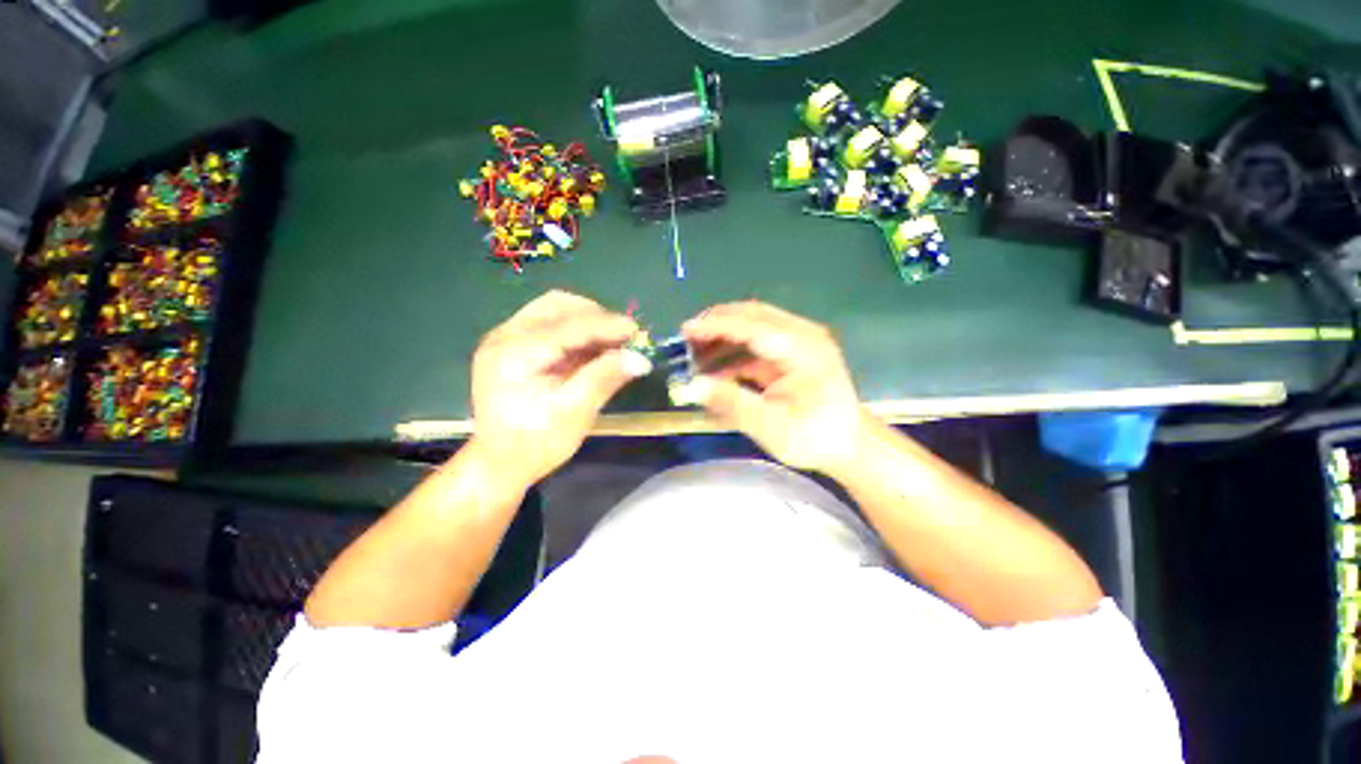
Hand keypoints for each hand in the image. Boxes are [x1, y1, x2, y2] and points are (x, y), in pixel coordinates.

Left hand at [470, 290, 650, 485]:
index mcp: (515, 353)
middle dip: (596, 317)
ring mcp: (504, 339)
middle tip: (623, 337)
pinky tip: (592, 347)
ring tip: (610, 342)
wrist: (499, 464)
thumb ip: (605, 378)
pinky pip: (548, 324)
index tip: (637, 331)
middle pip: (557, 305)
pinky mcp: (510, 346)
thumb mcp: (575, 412)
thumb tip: (641, 359)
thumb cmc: (536, 443)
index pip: (569, 325)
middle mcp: (505, 336)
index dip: (607, 325)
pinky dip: (574, 330)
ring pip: (553, 310)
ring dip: (586, 320)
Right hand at [680, 301, 863, 473]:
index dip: (716, 325)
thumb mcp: (770, 426)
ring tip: (695, 354)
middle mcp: (802, 334)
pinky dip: (734, 351)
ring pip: (753, 324)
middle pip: (752, 315)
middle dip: (717, 324)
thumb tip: (693, 386)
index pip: (752, 325)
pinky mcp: (793, 351)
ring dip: (723, 335)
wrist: (849, 445)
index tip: (685, 330)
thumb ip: (731, 403)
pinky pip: (758, 341)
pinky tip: (717, 369)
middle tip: (686, 340)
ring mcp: (799, 340)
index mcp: (801, 349)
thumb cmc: (814, 437)